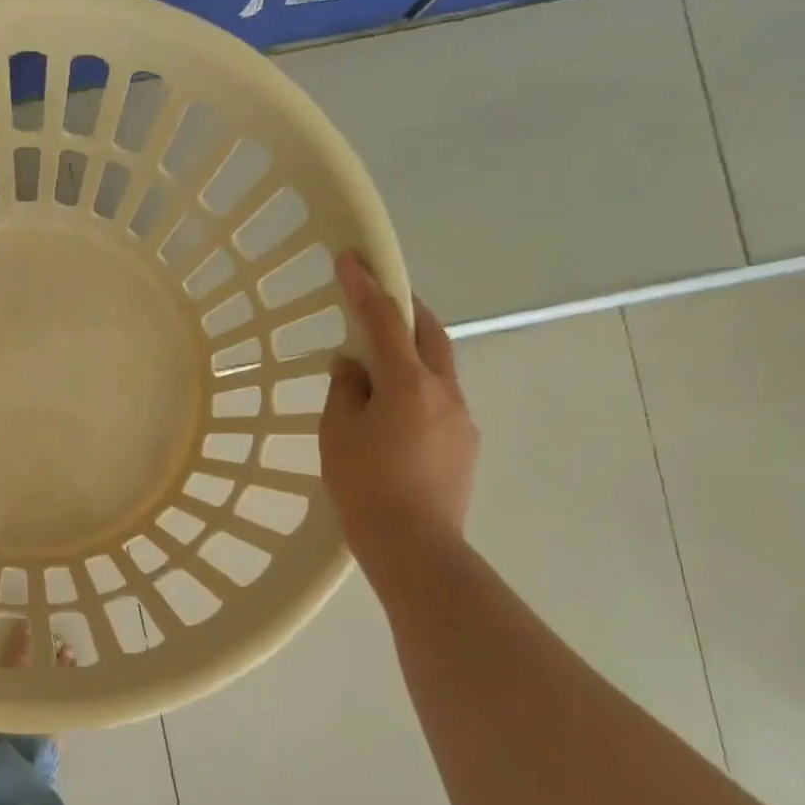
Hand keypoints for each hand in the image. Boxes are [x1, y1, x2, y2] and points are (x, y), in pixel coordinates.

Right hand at [320, 252, 478, 557]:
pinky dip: (417, 387)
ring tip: (379, 365)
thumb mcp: (338, 433)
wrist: (415, 546)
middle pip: (429, 333)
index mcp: (408, 384)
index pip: (384, 321)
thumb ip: (345, 390)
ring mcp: (461, 417)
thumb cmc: (365, 486)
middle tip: (379, 298)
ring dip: (412, 351)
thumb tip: (353, 366)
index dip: (365, 287)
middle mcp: (444, 391)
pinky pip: (440, 398)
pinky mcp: (465, 442)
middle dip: (405, 308)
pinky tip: (394, 413)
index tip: (350, 258)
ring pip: (438, 367)